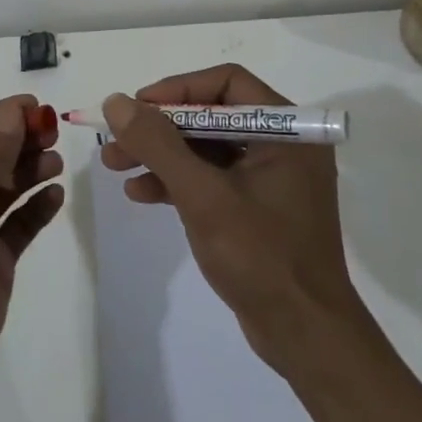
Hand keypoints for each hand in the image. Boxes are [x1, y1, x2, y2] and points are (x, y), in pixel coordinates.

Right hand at [101, 65, 366, 372]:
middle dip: (161, 128)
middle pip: (211, 116)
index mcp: (287, 130)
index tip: (137, 108)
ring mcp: (271, 178)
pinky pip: (212, 178)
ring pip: (206, 148)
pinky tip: (141, 194)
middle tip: (117, 140)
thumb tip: (117, 102)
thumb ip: (159, 144)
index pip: (226, 83)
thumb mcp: (202, 196)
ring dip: (162, 155)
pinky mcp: (258, 208)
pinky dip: (177, 182)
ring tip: (115, 166)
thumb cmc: (261, 257)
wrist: (305, 338)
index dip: (177, 90)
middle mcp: (283, 145)